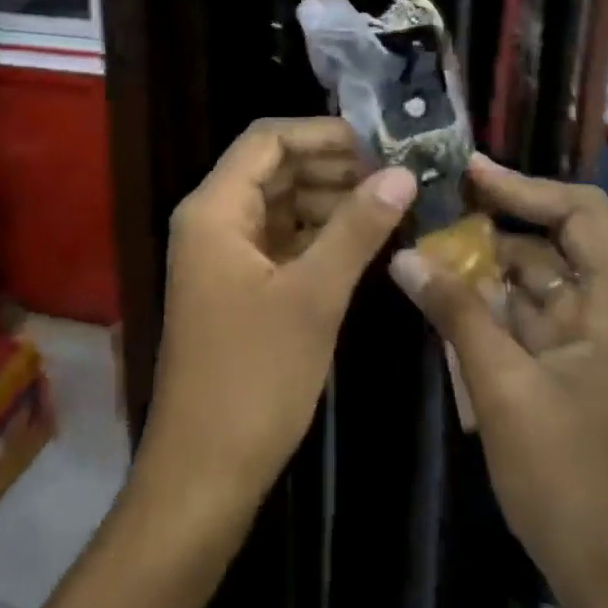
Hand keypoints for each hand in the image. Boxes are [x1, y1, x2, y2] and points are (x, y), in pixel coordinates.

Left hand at [140, 118, 416, 513]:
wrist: (204, 473)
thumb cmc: (253, 378)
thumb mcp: (313, 297)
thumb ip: (357, 228)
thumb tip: (403, 173)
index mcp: (214, 210)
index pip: (267, 140)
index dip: (322, 134)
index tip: (379, 145)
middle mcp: (212, 221)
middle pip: (274, 168)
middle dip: (332, 166)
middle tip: (394, 176)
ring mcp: (223, 256)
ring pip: (280, 204)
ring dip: (329, 199)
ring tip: (388, 206)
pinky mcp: (238, 286)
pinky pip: (280, 240)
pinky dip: (317, 234)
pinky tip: (361, 241)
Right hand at [392, 156, 607, 607]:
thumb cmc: (568, 480)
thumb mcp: (502, 390)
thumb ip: (455, 313)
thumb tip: (404, 256)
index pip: (582, 213)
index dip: (525, 187)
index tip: (468, 172)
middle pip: (556, 242)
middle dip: (495, 226)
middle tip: (433, 208)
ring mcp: (597, 341)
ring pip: (538, 279)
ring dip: (487, 266)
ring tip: (427, 247)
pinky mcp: (576, 366)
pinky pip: (531, 316)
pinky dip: (493, 304)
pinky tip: (446, 296)